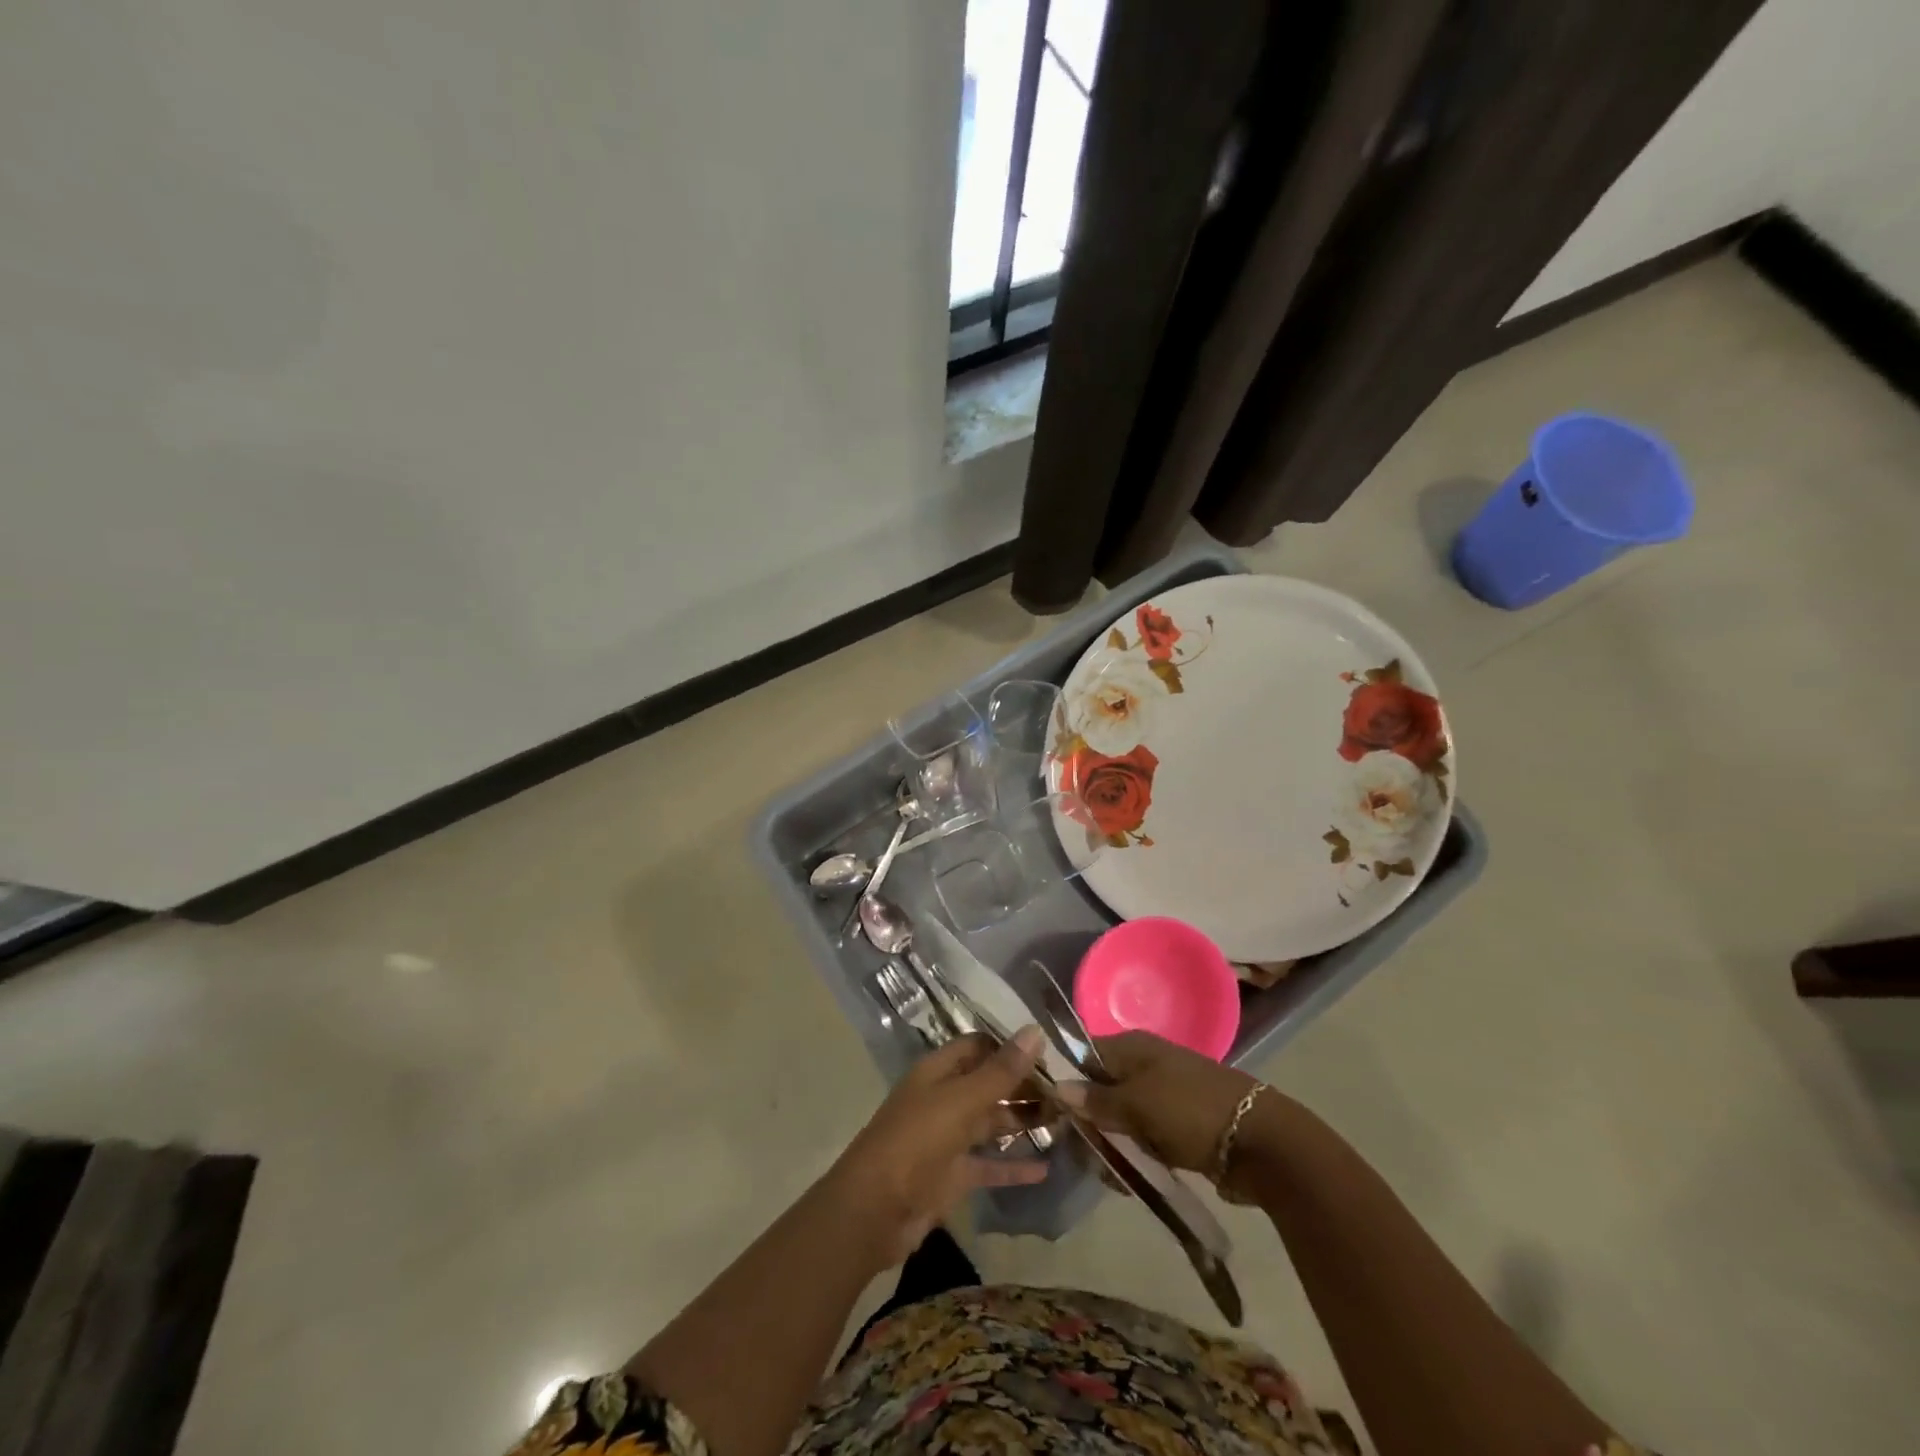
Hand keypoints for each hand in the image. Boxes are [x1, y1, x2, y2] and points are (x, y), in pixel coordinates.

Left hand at [827, 1028, 1050, 1267]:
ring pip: (992, 1124)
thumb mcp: (961, 1101)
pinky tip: (1047, 1168)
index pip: (979, 1047)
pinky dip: (1014, 1167)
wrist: (873, 1211)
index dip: (1011, 1047)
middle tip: (1068, 1092)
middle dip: (1023, 1086)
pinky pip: (989, 1166)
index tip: (1050, 1054)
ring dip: (1023, 1122)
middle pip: (989, 1084)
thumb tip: (1035, 1031)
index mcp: (939, 1072)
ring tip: (1066, 1122)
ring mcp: (948, 1139)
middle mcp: (944, 1099)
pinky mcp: (952, 1177)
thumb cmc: (915, 1142)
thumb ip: (1001, 1071)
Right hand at [1055, 1031, 1260, 1175]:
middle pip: (1100, 1089)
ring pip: (1121, 1118)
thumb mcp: (1137, 1103)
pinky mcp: (1177, 1125)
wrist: (1259, 1142)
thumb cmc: (1190, 1111)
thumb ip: (1096, 1099)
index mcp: (1132, 1046)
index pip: (1084, 1055)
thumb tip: (1057, 1088)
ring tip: (1113, 1175)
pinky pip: (1143, 1137)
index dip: (1067, 1083)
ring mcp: (1162, 1095)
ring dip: (1113, 1145)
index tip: (1054, 1117)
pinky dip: (1136, 1155)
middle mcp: (1144, 1064)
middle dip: (1090, 1123)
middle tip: (1086, 1155)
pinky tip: (1131, 1180)